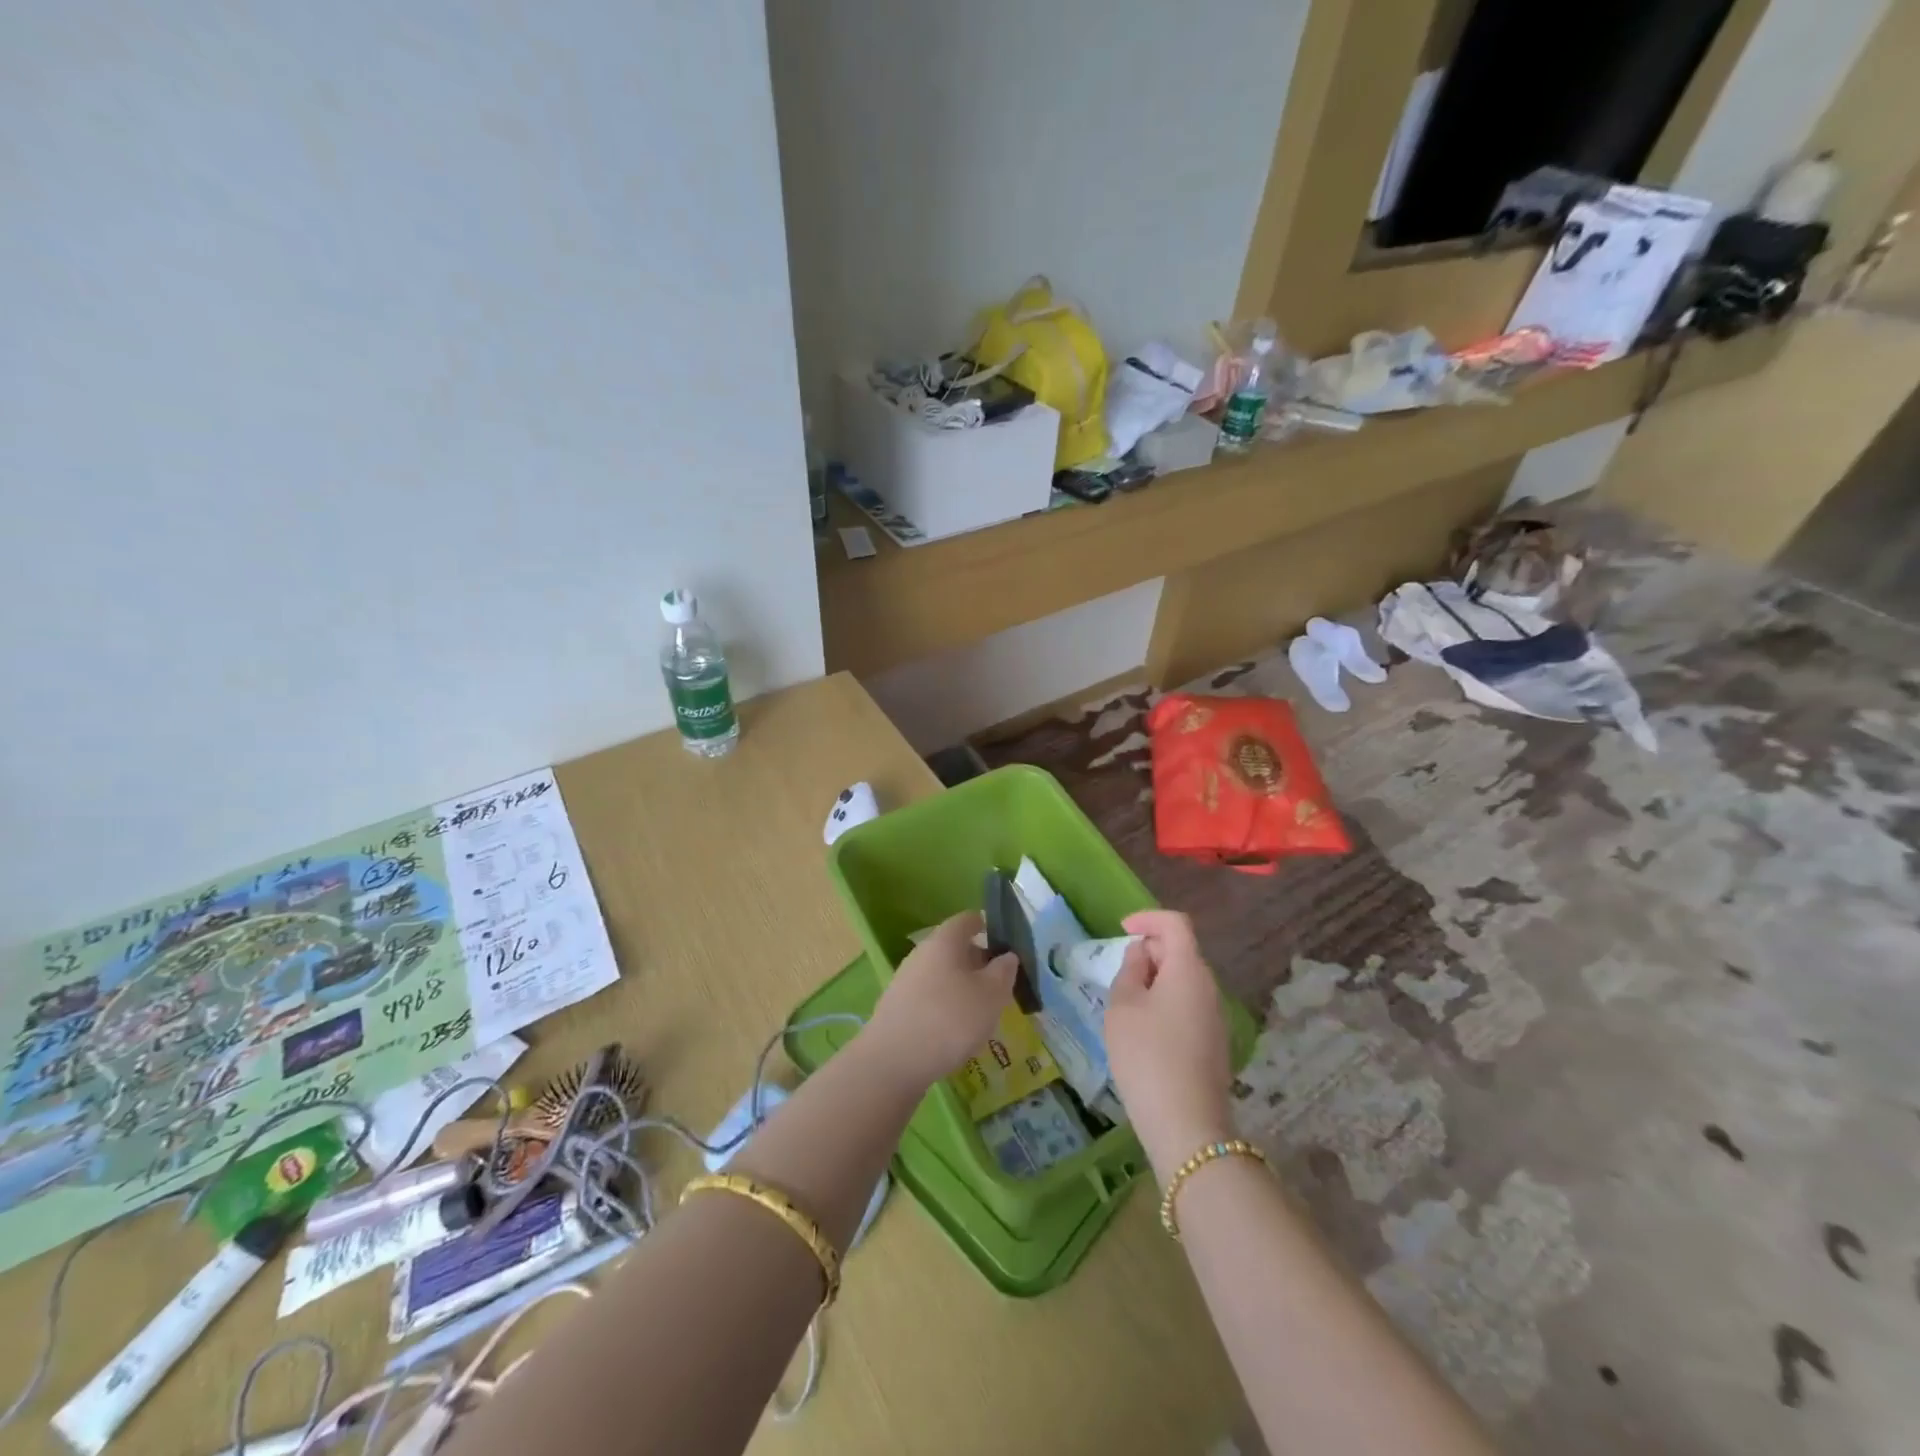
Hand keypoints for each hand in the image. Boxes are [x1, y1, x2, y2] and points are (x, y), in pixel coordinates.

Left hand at [862, 911, 1016, 1092]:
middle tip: (1000, 981)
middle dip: (977, 960)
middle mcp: (922, 953)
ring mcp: (905, 980)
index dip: (987, 925)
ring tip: (982, 1009)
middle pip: (953, 948)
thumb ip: (1003, 972)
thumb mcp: (991, 995)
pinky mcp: (898, 1007)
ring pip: (941, 973)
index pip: (967, 920)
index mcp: (944, 941)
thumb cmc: (950, 1019)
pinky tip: (956, 1029)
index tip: (1005, 941)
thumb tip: (1007, 956)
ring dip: (962, 985)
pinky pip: (929, 996)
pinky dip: (946, 1004)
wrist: (892, 1061)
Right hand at [1105, 910, 1234, 1177]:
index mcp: (1189, 970)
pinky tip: (1145, 1033)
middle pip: (1181, 952)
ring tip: (1126, 1006)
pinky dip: (1165, 1004)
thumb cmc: (1147, 1056)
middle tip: (1119, 975)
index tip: (1122, 930)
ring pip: (1184, 981)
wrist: (1186, 1125)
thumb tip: (1142, 955)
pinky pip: (1188, 1006)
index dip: (1148, 919)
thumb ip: (1130, 970)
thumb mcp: (1123, 1007)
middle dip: (1150, 953)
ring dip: (1156, 981)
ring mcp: (1215, 1017)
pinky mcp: (1214, 1043)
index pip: (1175, 924)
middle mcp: (1209, 987)